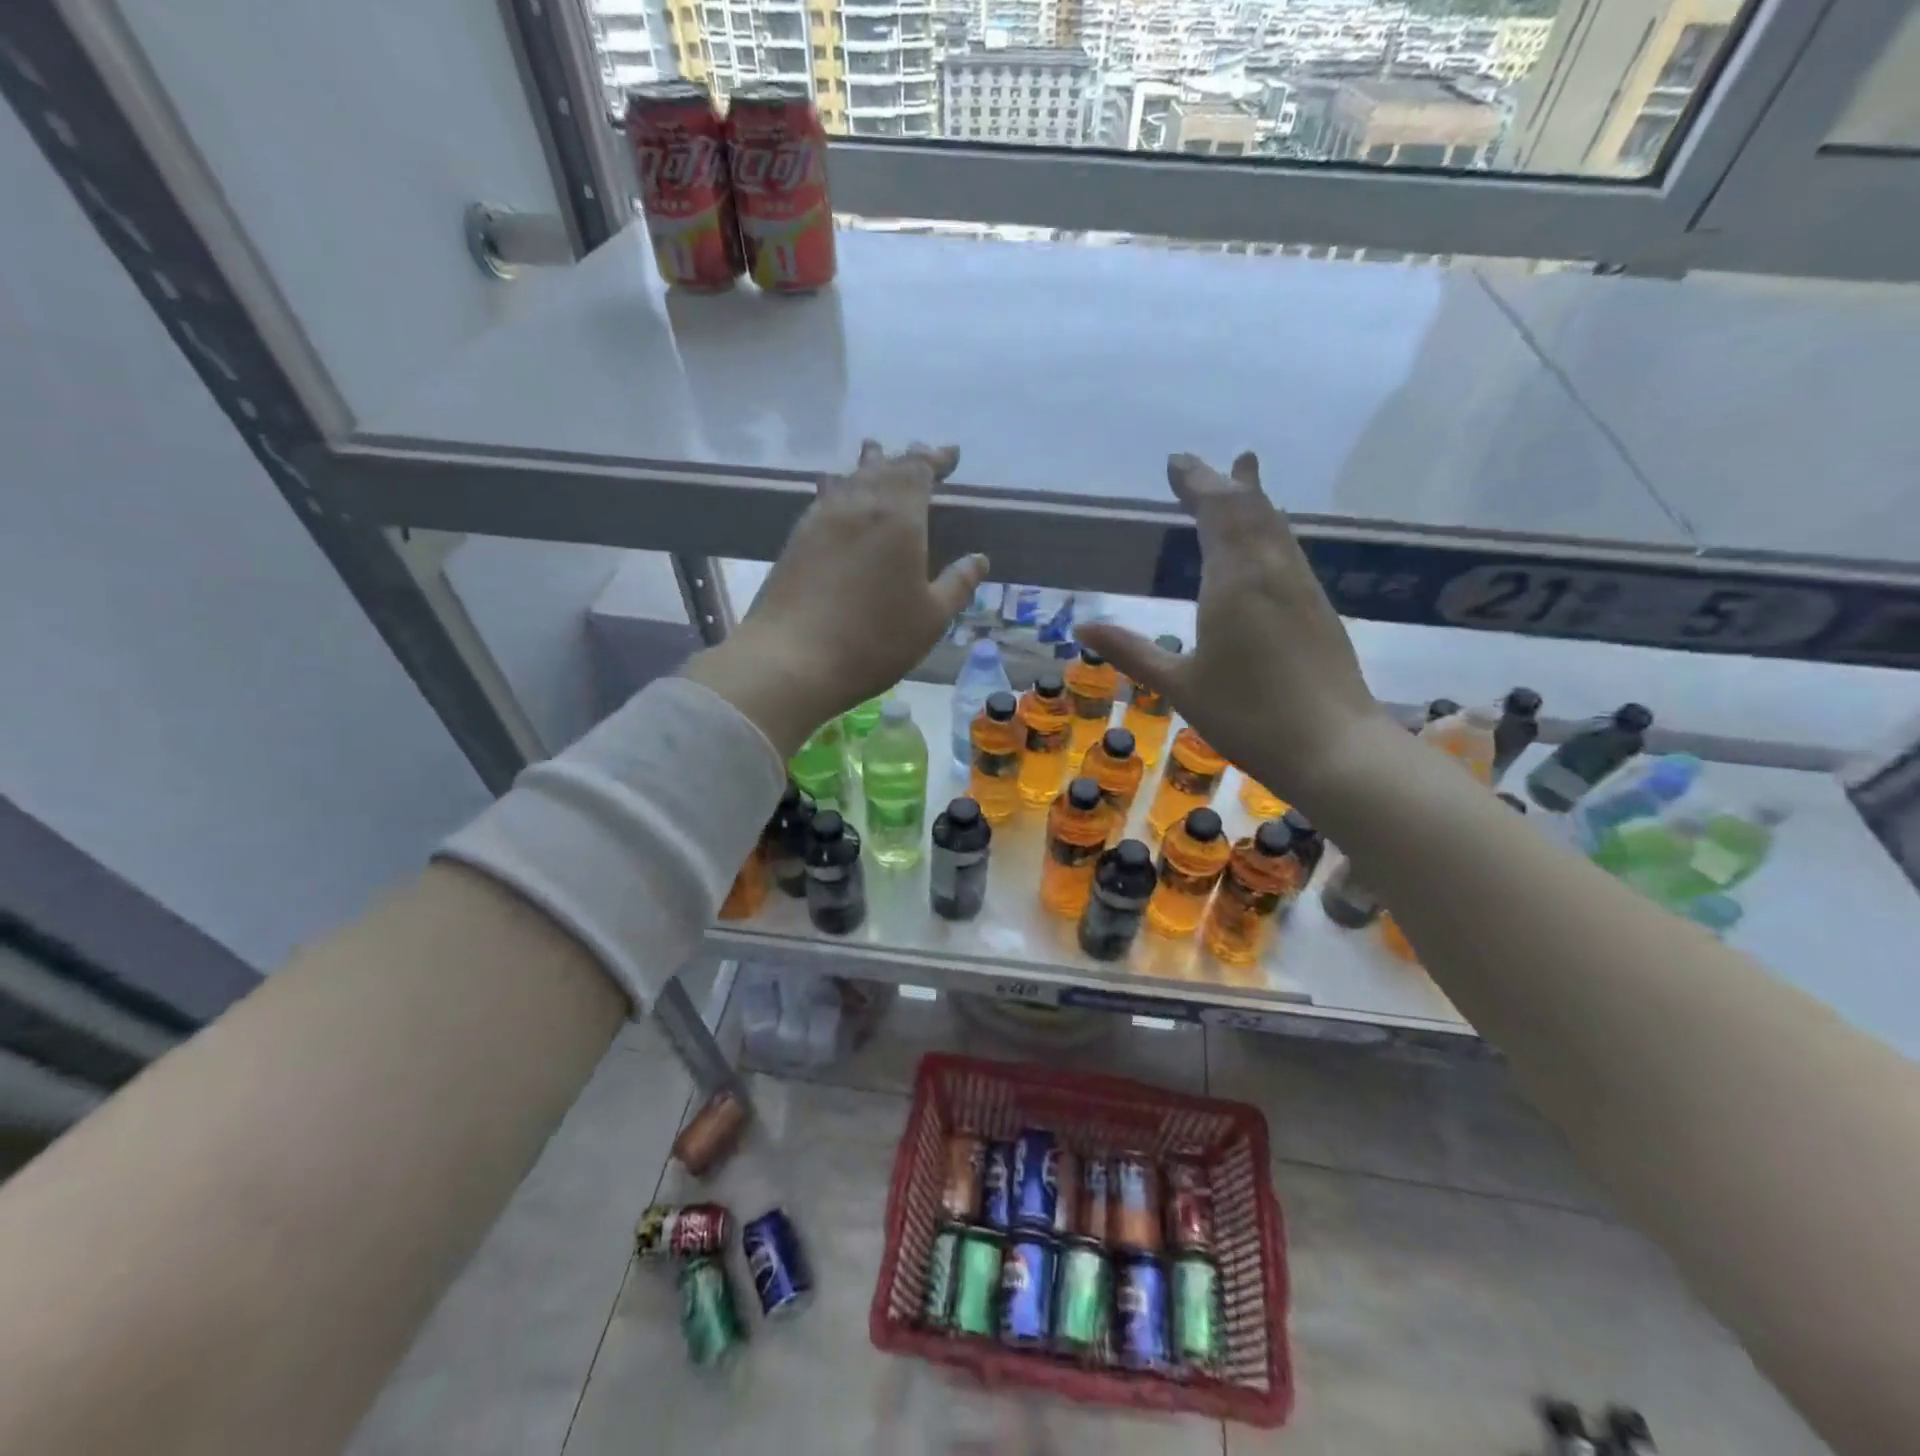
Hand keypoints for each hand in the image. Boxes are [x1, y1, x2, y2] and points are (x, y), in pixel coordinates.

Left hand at [684, 441, 987, 756]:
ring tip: (875, 456)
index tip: (950, 455)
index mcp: (898, 517)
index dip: (935, 459)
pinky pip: (825, 497)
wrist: (793, 659)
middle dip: (905, 459)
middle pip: (883, 467)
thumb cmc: (874, 639)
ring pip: (849, 478)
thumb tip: (979, 560)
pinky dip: (840, 488)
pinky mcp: (796, 539)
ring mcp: (821, 519)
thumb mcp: (931, 618)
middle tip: (919, 455)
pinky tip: (836, 494)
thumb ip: (958, 585)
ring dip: (868, 466)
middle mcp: (858, 505)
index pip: (918, 470)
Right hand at [1076, 451, 1390, 807]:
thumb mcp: (1179, 686)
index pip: (1216, 512)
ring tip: (1242, 476)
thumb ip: (1132, 652)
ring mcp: (1301, 587)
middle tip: (1199, 465)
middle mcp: (1272, 571)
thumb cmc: (1247, 716)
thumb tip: (1083, 626)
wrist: (1332, 747)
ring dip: (1252, 499)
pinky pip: (1288, 549)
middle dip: (1222, 483)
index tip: (1176, 462)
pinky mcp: (1318, 608)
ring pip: (1275, 526)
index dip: (1196, 483)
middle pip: (1250, 509)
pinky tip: (1266, 541)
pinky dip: (1269, 529)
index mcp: (1234, 581)